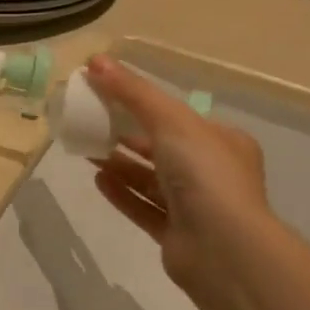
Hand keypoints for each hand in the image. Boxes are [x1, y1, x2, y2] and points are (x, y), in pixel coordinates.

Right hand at [84, 54, 277, 289]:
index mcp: (222, 142)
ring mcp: (196, 207)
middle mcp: (213, 174)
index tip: (109, 96)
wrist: (223, 249)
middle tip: (92, 121)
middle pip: (162, 148)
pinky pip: (143, 208)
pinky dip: (121, 193)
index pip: (179, 118)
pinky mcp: (177, 235)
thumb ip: (132, 91)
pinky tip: (97, 179)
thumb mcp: (169, 120)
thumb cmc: (204, 173)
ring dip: (120, 164)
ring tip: (87, 149)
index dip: (144, 104)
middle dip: (128, 134)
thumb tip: (95, 61)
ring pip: (150, 179)